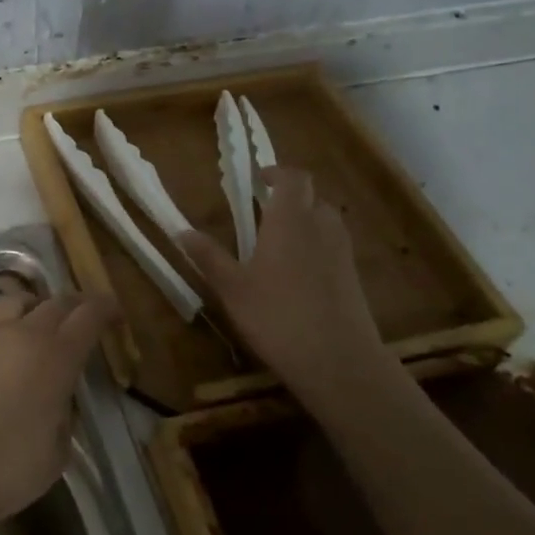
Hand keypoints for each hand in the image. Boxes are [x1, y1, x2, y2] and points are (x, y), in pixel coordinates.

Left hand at [0, 291, 116, 523]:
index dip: (106, 309)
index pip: (88, 317)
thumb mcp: (56, 453)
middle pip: (54, 302)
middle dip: (74, 305)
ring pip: (13, 300)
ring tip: (35, 319)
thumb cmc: (6, 468)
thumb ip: (64, 417)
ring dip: (31, 305)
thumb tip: (59, 401)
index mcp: (56, 358)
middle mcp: (22, 334)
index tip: (115, 312)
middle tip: (82, 316)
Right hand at [178, 165, 386, 395]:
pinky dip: (315, 248)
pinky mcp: (353, 277)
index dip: (276, 173)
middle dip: (288, 198)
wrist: (338, 361)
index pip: (293, 177)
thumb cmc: (277, 316)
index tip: (257, 180)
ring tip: (276, 243)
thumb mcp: (232, 288)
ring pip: (325, 221)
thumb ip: (208, 256)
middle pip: (311, 197)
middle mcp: (321, 227)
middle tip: (261, 214)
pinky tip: (295, 276)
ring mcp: (342, 252)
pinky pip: (333, 246)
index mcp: (290, 220)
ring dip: (303, 222)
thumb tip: (181, 231)